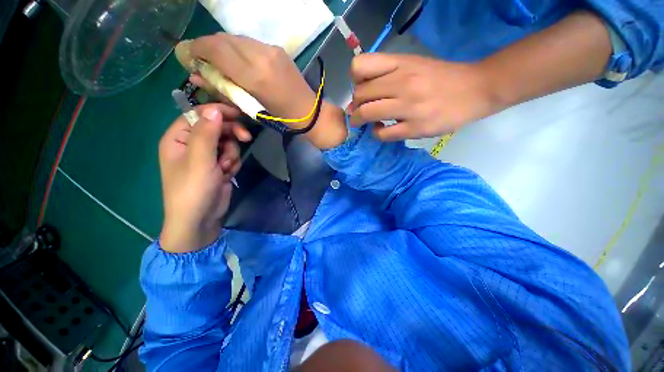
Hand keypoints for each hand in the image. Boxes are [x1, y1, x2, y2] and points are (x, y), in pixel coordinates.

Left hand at [159, 104, 249, 253]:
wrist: (201, 220)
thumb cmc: (193, 190)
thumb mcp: (200, 160)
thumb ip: (206, 134)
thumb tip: (214, 109)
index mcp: (178, 138)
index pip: (198, 115)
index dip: (218, 113)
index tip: (239, 115)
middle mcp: (191, 144)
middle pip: (216, 128)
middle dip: (230, 135)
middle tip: (245, 138)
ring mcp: (206, 156)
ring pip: (227, 143)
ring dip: (231, 154)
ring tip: (226, 168)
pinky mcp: (218, 166)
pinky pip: (231, 156)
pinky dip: (233, 163)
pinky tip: (228, 174)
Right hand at [188, 34, 316, 125]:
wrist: (307, 111)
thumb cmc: (279, 117)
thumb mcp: (249, 108)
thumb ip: (223, 89)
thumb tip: (197, 74)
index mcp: (254, 75)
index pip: (215, 49)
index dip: (196, 48)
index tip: (189, 56)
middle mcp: (261, 55)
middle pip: (223, 39)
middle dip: (208, 46)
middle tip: (204, 60)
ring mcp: (271, 49)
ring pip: (236, 38)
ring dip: (224, 47)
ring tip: (222, 62)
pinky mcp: (277, 48)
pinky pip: (250, 42)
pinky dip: (239, 49)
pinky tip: (241, 61)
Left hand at [349, 54, 497, 140]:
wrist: (478, 89)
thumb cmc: (442, 77)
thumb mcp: (413, 65)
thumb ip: (386, 75)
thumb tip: (360, 95)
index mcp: (401, 63)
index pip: (359, 67)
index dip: (354, 82)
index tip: (361, 90)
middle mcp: (403, 82)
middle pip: (360, 95)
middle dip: (356, 106)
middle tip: (362, 111)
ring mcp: (410, 106)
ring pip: (367, 114)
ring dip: (360, 121)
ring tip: (367, 122)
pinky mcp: (416, 128)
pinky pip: (383, 134)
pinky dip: (377, 134)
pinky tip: (383, 130)